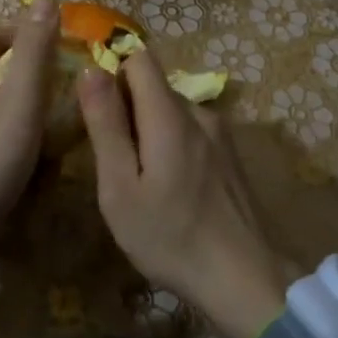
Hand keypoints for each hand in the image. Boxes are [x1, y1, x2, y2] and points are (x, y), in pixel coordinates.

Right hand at [77, 51, 288, 337]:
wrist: (246, 279)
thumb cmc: (171, 237)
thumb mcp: (121, 188)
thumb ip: (106, 125)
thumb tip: (91, 69)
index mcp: (170, 115)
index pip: (139, 57)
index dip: (112, 69)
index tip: (95, 107)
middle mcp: (199, 112)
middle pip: (154, 87)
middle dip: (127, 109)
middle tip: (113, 161)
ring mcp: (220, 134)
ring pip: (172, 112)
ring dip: (150, 132)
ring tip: (141, 183)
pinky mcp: (231, 156)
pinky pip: (191, 132)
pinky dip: (172, 147)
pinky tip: (171, 191)